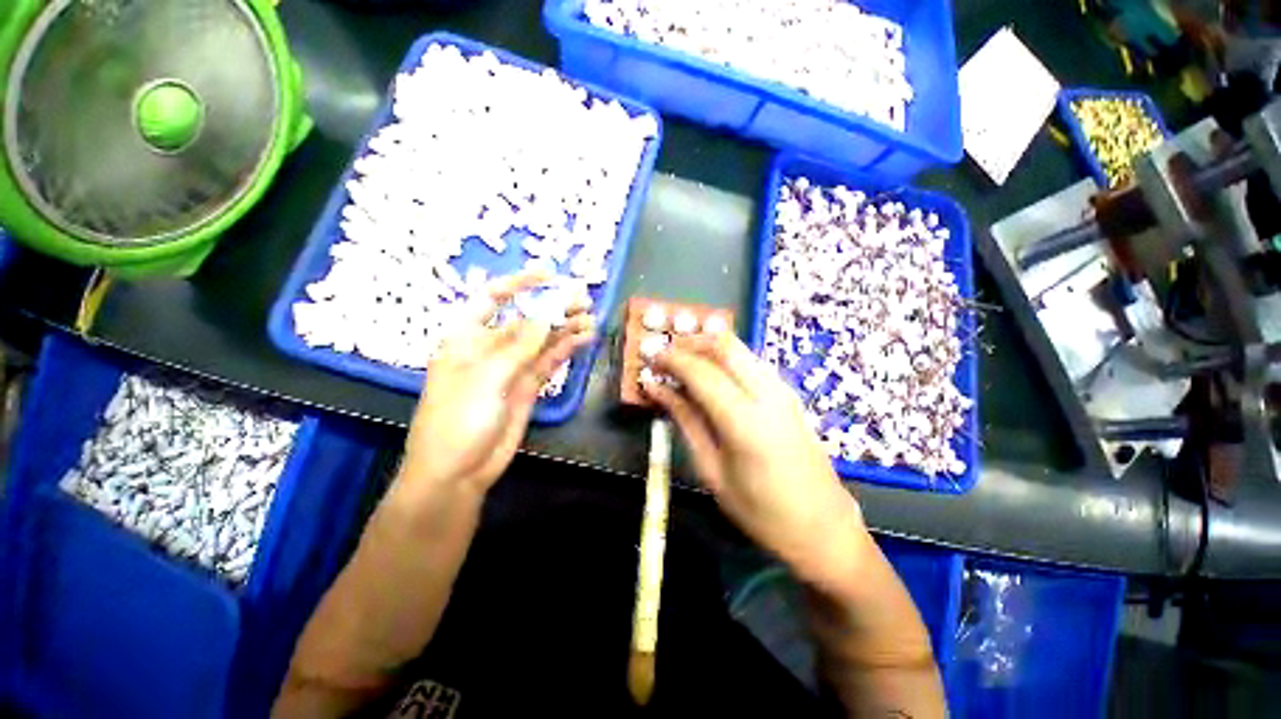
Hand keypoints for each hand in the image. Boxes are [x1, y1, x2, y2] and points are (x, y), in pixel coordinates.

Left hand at [400, 272, 595, 495]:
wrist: (458, 471)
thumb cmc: (458, 419)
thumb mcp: (487, 377)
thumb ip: (521, 345)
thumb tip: (548, 312)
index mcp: (467, 337)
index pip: (493, 298)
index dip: (520, 283)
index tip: (550, 275)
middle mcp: (490, 347)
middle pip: (526, 319)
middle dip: (553, 307)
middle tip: (583, 298)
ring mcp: (512, 367)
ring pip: (542, 340)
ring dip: (565, 327)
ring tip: (591, 317)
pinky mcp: (528, 386)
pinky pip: (550, 361)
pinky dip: (567, 349)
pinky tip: (584, 338)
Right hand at [642, 331, 867, 587]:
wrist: (823, 527)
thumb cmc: (760, 512)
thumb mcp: (712, 471)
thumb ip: (685, 421)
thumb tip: (657, 388)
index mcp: (745, 421)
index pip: (700, 371)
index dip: (671, 359)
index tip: (649, 358)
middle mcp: (768, 394)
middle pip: (724, 344)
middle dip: (689, 342)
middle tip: (665, 356)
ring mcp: (783, 390)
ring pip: (739, 348)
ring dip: (707, 348)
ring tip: (682, 365)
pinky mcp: (788, 393)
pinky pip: (751, 362)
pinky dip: (724, 359)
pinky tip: (709, 377)